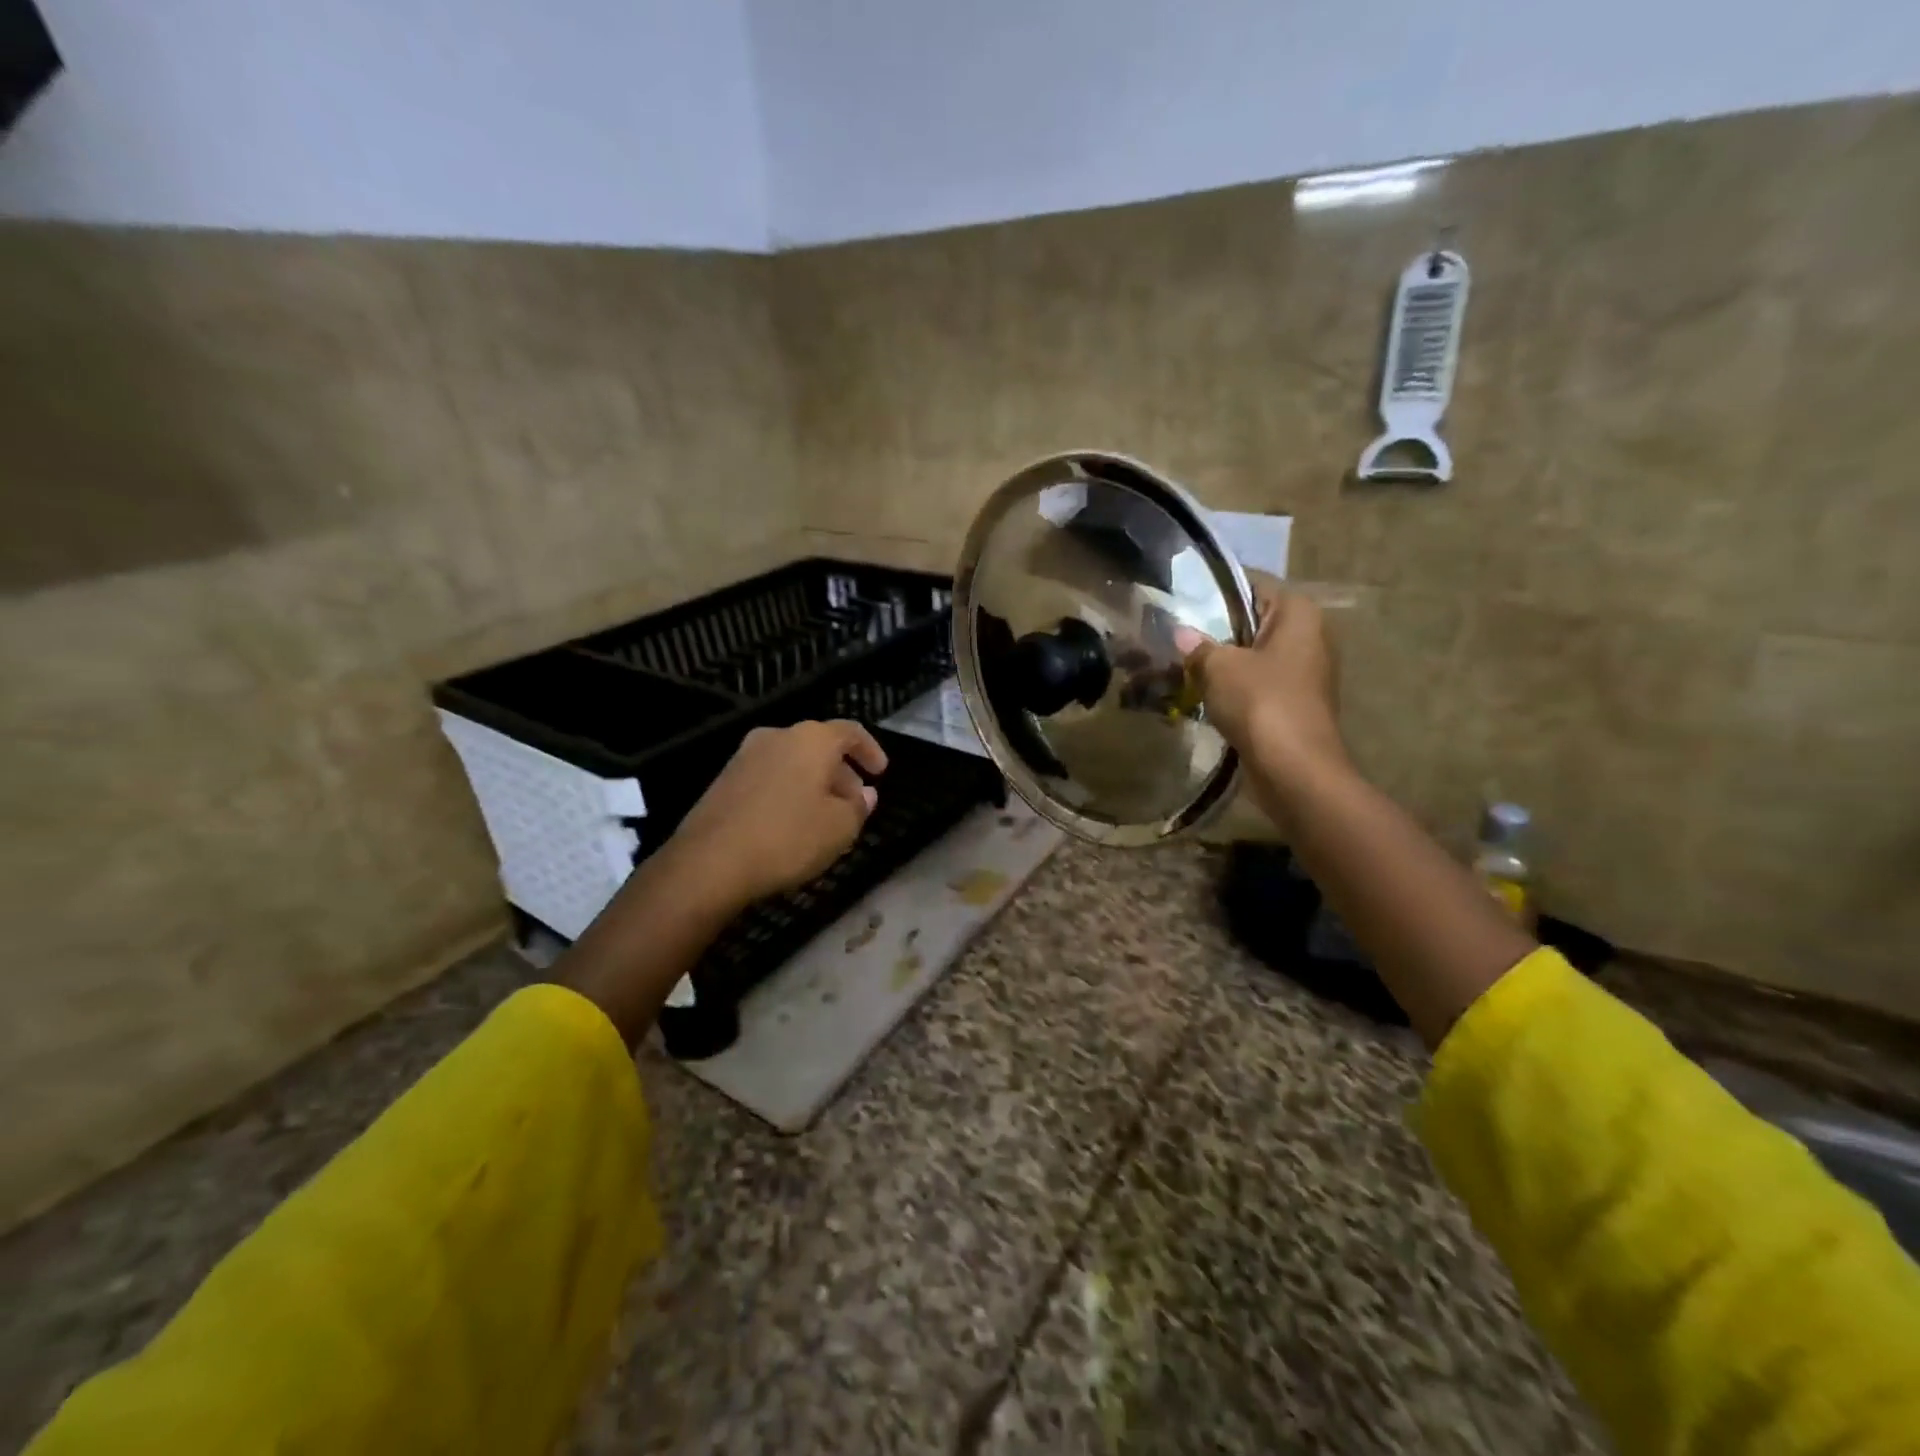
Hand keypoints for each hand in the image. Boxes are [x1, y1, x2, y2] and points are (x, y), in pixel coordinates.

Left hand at [665, 720, 887, 909]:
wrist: (709, 862)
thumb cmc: (787, 838)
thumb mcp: (839, 828)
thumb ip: (858, 807)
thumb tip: (864, 794)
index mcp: (810, 739)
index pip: (850, 731)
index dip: (870, 750)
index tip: (880, 773)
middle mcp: (777, 736)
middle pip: (819, 746)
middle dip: (842, 772)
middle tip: (855, 803)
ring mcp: (745, 756)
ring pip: (793, 762)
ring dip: (814, 783)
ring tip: (825, 817)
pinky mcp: (724, 780)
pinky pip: (770, 777)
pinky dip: (788, 792)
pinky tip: (792, 824)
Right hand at [1176, 585, 1346, 784]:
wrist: (1293, 769)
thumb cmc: (1261, 703)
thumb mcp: (1219, 667)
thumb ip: (1198, 645)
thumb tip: (1180, 633)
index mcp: (1298, 613)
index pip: (1251, 584)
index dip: (1214, 589)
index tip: (1179, 597)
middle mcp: (1308, 635)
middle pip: (1252, 620)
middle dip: (1214, 627)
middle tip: (1172, 631)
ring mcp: (1303, 671)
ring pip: (1252, 654)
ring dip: (1220, 660)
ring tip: (1179, 661)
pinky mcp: (1293, 702)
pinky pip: (1256, 683)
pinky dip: (1231, 686)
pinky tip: (1199, 692)